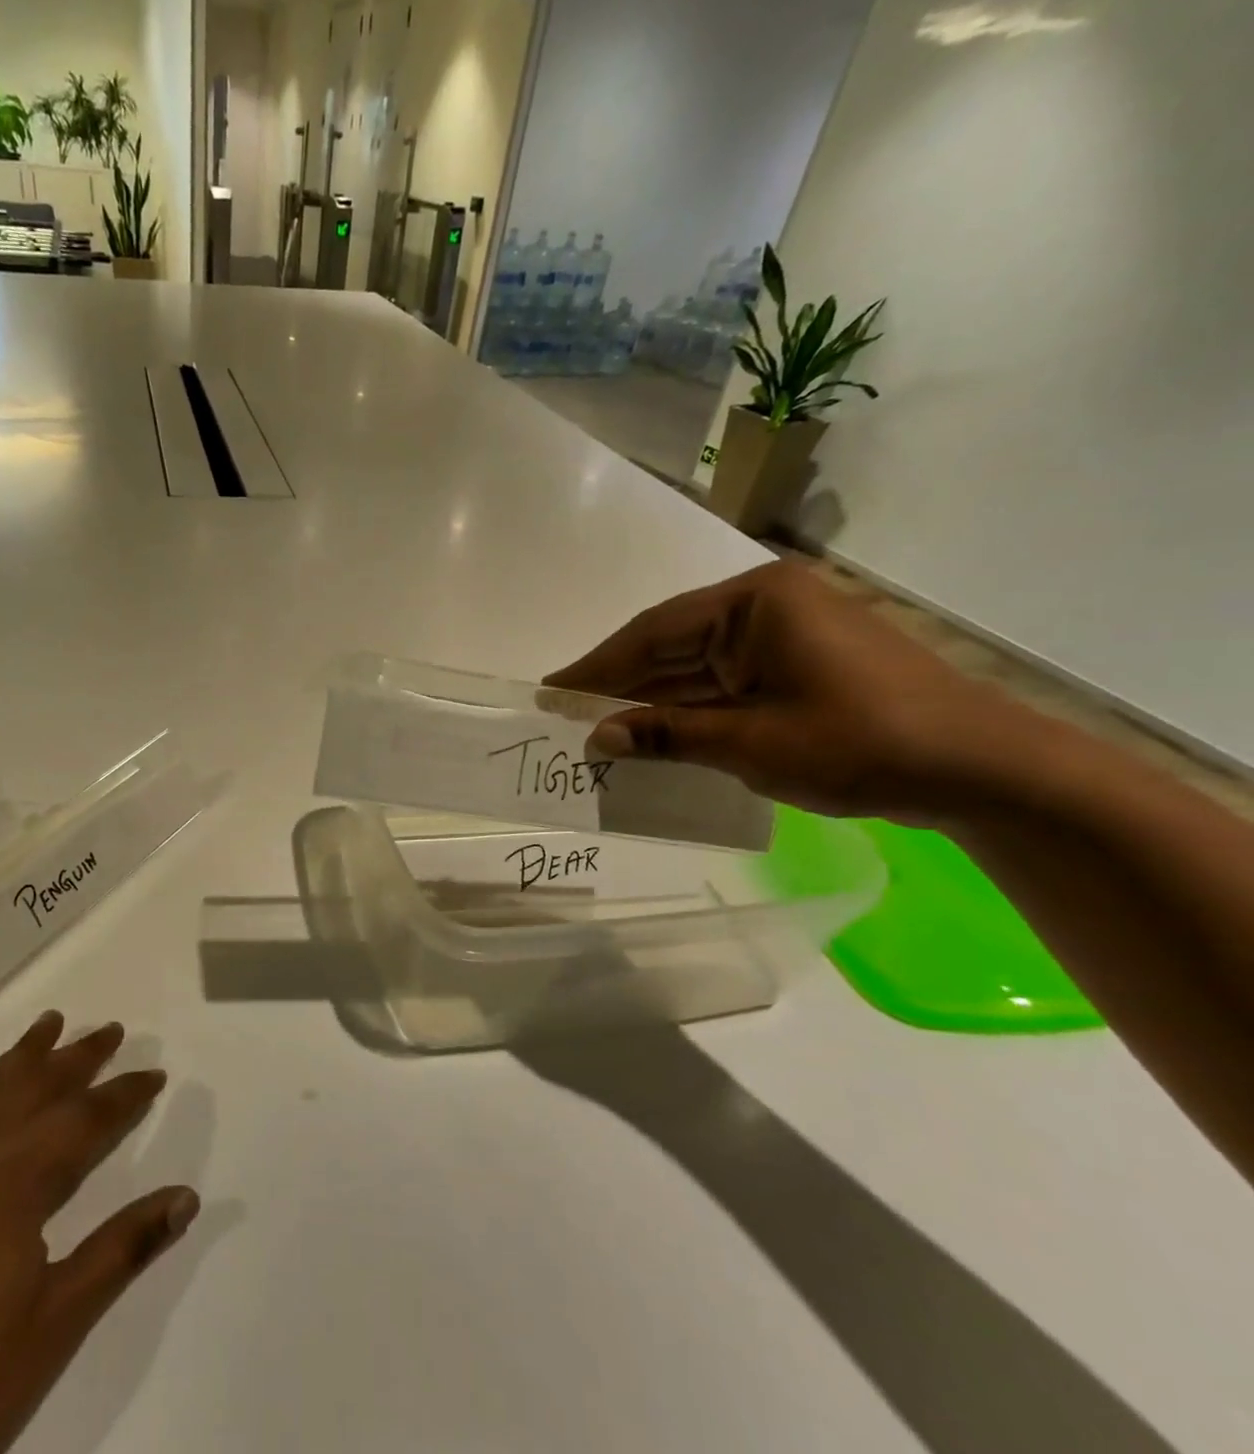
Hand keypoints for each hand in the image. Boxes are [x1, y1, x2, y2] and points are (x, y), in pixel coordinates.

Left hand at [0, 1012, 198, 1453]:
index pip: (84, 1119)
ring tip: (49, 1023)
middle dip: (78, 1056)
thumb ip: (124, 1247)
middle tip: (111, 1029)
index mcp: (15, 1181)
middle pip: (35, 1087)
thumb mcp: (60, 1320)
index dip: (125, 1094)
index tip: (156, 1074)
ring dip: (22, 1055)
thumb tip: (187, 1196)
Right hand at [543, 561, 1043, 822]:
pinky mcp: (800, 664)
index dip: (596, 666)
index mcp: (755, 602)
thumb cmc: (862, 744)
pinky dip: (690, 708)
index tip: (551, 690)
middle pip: (671, 645)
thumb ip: (667, 734)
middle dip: (620, 683)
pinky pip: (726, 682)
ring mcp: (787, 634)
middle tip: (566, 712)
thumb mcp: (751, 743)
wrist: (984, 770)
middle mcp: (767, 605)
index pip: (653, 632)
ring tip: (599, 727)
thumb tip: (596, 738)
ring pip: (697, 666)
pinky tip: (655, 732)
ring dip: (652, 699)